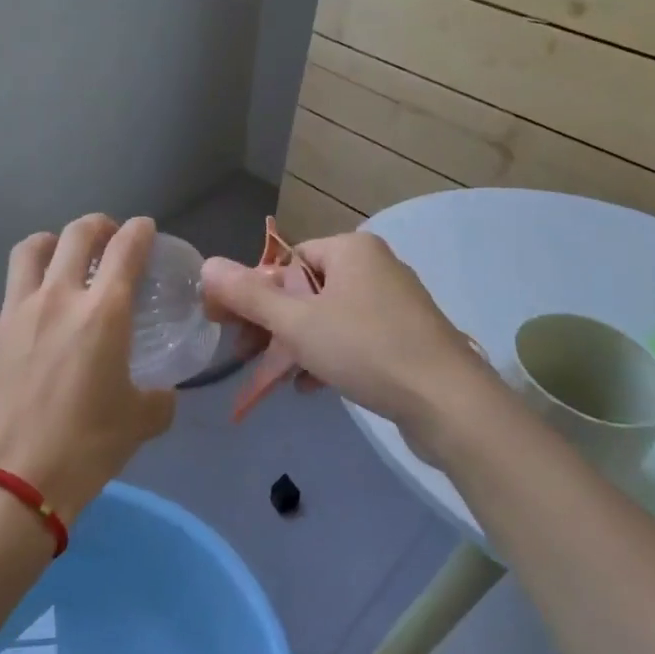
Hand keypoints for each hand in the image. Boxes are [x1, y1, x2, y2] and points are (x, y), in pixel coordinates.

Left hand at [0, 214, 175, 524]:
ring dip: (44, 244)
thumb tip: (163, 395)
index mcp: (103, 311)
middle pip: (74, 235)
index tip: (145, 229)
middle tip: (104, 236)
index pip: (126, 249)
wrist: (14, 482)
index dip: (140, 231)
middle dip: (95, 225)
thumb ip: (159, 400)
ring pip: (25, 253)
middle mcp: (57, 298)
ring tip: (53, 252)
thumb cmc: (86, 447)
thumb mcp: (141, 422)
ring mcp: (13, 315)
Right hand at [201, 230, 494, 458]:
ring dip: (297, 345)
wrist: (449, 403)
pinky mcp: (406, 336)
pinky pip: (354, 337)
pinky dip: (328, 356)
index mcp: (351, 250)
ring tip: (278, 378)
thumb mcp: (297, 323)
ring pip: (328, 318)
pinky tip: (310, 386)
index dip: (255, 293)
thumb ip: (249, 296)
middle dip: (273, 325)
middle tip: (247, 356)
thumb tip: (205, 265)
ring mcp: (395, 302)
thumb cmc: (366, 349)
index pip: (287, 261)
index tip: (232, 327)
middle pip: (306, 290)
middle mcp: (375, 266)